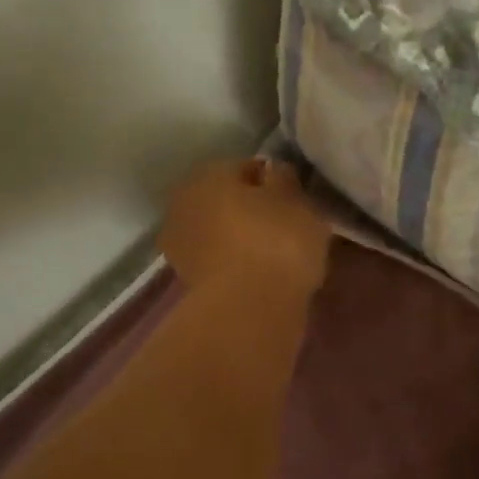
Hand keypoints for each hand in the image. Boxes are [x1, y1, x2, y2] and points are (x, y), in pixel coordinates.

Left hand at [159, 157, 333, 297]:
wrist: (248, 310)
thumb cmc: (277, 242)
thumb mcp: (297, 201)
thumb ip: (285, 180)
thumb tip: (273, 171)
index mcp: (208, 174)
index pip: (245, 167)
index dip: (272, 181)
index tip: (294, 199)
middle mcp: (184, 203)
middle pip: (226, 200)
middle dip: (250, 210)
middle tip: (285, 226)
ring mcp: (180, 245)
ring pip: (220, 232)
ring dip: (240, 239)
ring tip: (275, 255)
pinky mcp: (186, 282)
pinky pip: (219, 262)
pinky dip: (235, 265)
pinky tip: (260, 276)